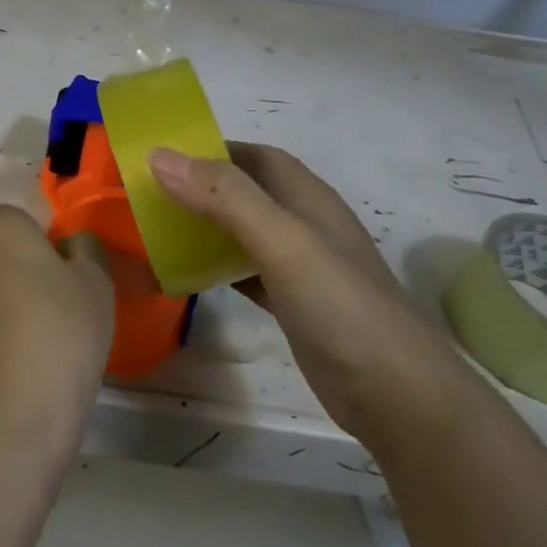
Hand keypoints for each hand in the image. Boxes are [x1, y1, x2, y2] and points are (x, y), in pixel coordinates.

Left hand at [0, 206, 115, 467]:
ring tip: (26, 335)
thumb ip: (86, 248)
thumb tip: (72, 244)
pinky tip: (3, 356)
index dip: (45, 247)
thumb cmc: (61, 333)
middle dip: (15, 264)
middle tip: (48, 304)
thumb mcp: (96, 283)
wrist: (12, 412)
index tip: (64, 281)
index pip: (22, 220)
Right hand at [149, 143, 473, 447]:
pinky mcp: (294, 304)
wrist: (398, 395)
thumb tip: (161, 156)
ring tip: (157, 233)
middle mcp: (304, 224)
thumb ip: (225, 197)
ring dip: (205, 228)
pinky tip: (189, 278)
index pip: (253, 156)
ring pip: (242, 232)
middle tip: (147, 199)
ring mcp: (301, 266)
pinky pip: (246, 272)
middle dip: (200, 189)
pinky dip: (217, 268)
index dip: (209, 151)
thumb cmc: (340, 306)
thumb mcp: (282, 241)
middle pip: (244, 192)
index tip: (160, 159)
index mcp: (306, 197)